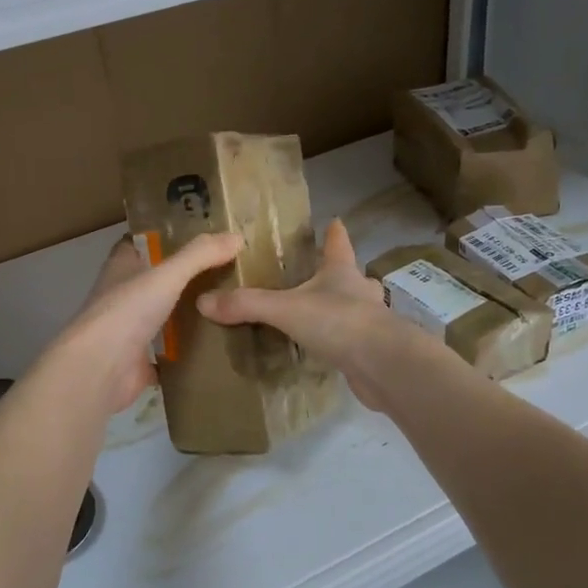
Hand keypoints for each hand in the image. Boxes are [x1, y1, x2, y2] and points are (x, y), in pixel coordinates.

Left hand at [56, 231, 245, 413]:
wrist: (100, 369)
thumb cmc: (126, 311)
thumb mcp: (167, 275)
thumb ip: (200, 255)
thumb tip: (237, 237)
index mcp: (121, 268)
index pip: (140, 243)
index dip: (163, 237)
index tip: (197, 235)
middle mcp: (122, 296)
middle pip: (156, 281)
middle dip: (184, 277)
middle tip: (226, 272)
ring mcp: (129, 331)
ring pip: (163, 316)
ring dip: (188, 314)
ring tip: (229, 307)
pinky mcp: (138, 362)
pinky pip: (169, 353)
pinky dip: (187, 351)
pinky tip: (216, 346)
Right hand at [197, 219, 410, 410]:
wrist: (384, 365)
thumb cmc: (339, 322)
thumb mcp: (285, 309)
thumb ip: (247, 305)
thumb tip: (203, 301)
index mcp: (341, 272)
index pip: (338, 243)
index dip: (334, 232)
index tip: (334, 221)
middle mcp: (359, 291)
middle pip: (350, 275)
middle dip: (336, 274)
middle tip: (316, 277)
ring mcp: (370, 322)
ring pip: (354, 308)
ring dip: (340, 309)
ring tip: (317, 315)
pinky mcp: (371, 351)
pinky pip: (351, 340)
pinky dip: (339, 341)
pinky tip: (325, 350)